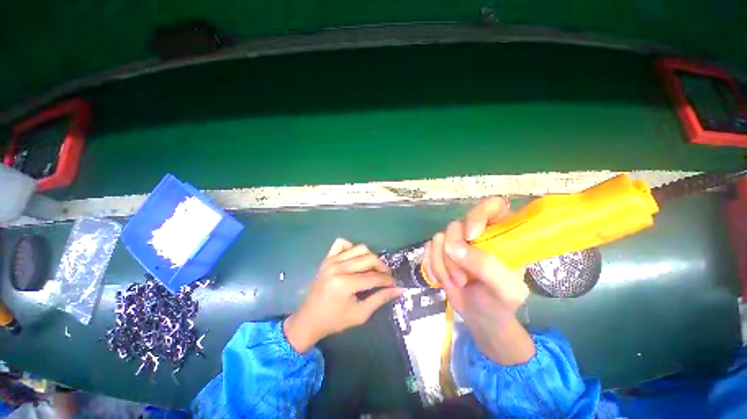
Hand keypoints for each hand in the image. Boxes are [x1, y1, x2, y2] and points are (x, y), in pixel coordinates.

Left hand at [284, 238, 404, 352]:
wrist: (309, 319)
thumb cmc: (334, 320)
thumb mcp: (360, 314)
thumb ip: (380, 299)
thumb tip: (399, 290)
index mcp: (344, 284)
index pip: (373, 277)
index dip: (387, 280)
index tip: (395, 283)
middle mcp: (338, 268)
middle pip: (368, 258)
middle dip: (381, 267)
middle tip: (386, 276)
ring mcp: (331, 260)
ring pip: (359, 248)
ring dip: (369, 257)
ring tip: (373, 268)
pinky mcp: (327, 258)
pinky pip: (342, 243)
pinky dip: (351, 248)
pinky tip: (355, 259)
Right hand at [422, 197, 534, 364]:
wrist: (478, 316)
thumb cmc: (499, 302)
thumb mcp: (505, 290)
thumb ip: (486, 266)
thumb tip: (454, 248)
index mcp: (500, 235)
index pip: (492, 206)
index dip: (478, 214)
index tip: (471, 236)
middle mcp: (476, 233)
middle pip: (456, 225)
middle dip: (454, 255)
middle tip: (462, 278)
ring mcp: (455, 241)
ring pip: (438, 238)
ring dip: (443, 265)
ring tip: (456, 282)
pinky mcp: (439, 250)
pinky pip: (427, 249)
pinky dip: (432, 267)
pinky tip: (440, 280)